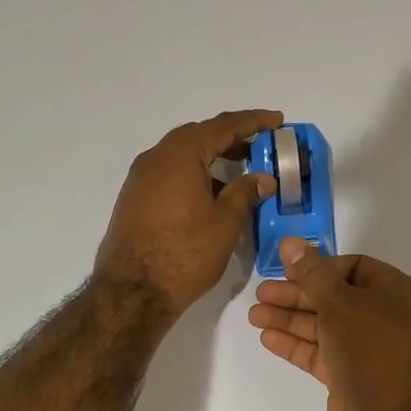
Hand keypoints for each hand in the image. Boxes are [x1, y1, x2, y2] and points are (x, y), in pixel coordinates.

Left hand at [95, 110, 281, 315]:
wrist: (133, 290)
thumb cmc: (186, 252)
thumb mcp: (225, 222)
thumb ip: (245, 193)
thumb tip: (262, 178)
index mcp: (180, 154)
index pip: (223, 126)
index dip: (253, 122)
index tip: (277, 120)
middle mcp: (156, 157)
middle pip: (199, 136)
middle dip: (230, 139)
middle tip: (259, 146)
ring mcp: (140, 178)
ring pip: (182, 157)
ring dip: (211, 159)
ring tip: (239, 173)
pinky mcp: (134, 199)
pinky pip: (169, 175)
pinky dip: (194, 175)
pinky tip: (210, 195)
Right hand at [247, 237, 410, 410]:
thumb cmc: (369, 348)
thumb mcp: (338, 303)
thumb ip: (311, 273)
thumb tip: (290, 242)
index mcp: (395, 292)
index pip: (353, 268)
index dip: (319, 267)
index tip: (288, 270)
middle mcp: (383, 317)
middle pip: (333, 297)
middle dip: (296, 295)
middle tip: (261, 293)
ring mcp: (366, 347)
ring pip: (323, 325)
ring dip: (289, 319)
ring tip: (254, 315)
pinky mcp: (349, 373)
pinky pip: (319, 351)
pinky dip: (295, 343)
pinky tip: (266, 337)